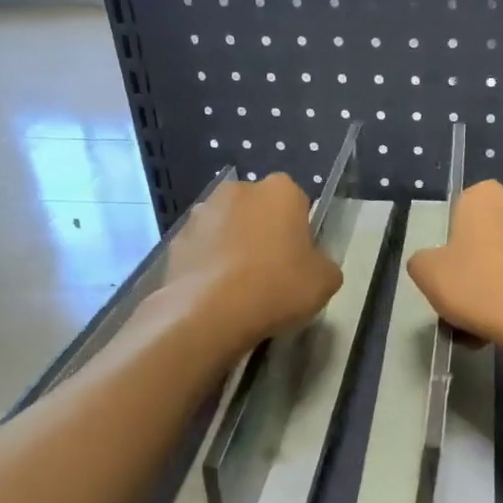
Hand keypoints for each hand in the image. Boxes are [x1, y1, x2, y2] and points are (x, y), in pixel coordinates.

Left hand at [166, 174, 342, 348]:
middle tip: (273, 271)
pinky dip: (209, 264)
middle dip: (264, 232)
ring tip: (241, 286)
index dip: (300, 231)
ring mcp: (202, 213)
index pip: (297, 202)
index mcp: (281, 190)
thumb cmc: (278, 286)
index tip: (300, 259)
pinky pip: (202, 249)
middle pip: (259, 210)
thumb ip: (324, 264)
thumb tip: (314, 265)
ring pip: (227, 227)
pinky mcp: (176, 239)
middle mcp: (238, 189)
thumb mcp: (326, 281)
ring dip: (234, 246)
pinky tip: (216, 294)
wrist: (210, 312)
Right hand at [406, 180, 502, 351]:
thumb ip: (423, 261)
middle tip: (474, 301)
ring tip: (499, 320)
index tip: (454, 277)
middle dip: (485, 263)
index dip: (455, 249)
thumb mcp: (427, 274)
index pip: (461, 216)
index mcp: (486, 196)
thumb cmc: (479, 287)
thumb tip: (434, 263)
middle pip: (494, 235)